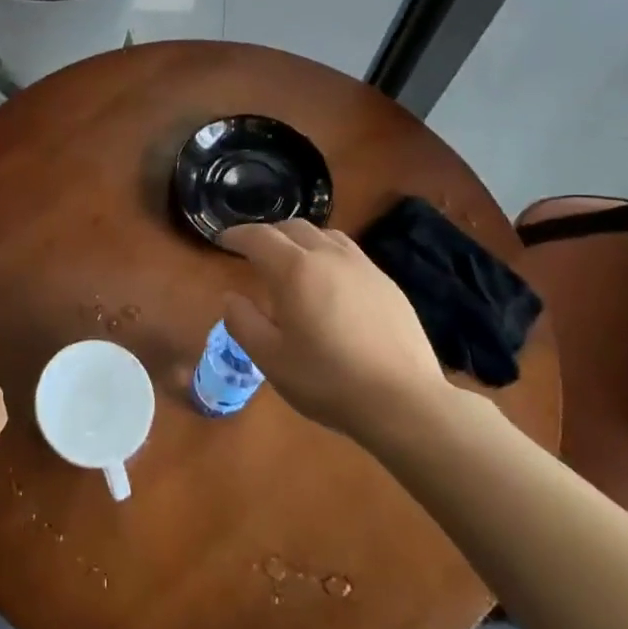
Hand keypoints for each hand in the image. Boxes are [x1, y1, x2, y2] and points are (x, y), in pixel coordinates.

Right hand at [221, 219, 450, 441]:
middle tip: (254, 251)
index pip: (259, 237)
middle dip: (268, 234)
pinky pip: (349, 253)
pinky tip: (330, 282)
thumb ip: (243, 322)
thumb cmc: (328, 380)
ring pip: (325, 235)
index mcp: (295, 269)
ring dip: (300, 239)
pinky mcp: (386, 282)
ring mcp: (363, 266)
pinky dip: (328, 254)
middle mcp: (328, 255)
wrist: (404, 400)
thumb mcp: (271, 359)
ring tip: (292, 260)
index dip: (237, 235)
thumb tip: (231, 297)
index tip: (223, 240)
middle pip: (292, 228)